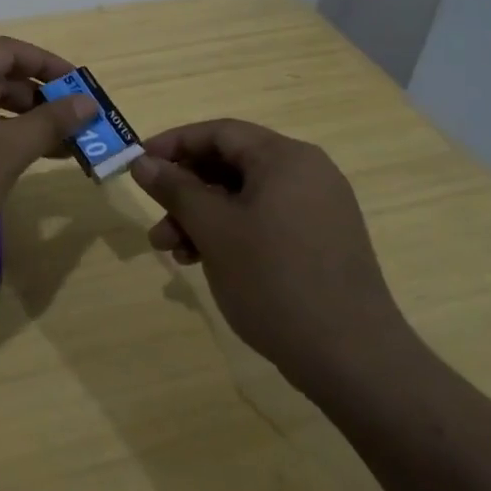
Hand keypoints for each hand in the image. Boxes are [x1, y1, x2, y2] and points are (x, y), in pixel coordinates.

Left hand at [0, 37, 98, 257]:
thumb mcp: (8, 149)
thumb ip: (51, 123)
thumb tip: (87, 103)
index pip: (11, 51)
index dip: (51, 67)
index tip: (81, 89)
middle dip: (38, 101)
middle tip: (74, 125)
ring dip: (18, 124)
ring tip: (55, 149)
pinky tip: (14, 162)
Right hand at [129, 119, 412, 386]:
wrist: (351, 358)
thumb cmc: (274, 280)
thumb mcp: (214, 230)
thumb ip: (175, 189)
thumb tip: (142, 161)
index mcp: (285, 158)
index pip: (219, 132)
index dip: (173, 144)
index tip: (138, 164)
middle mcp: (306, 173)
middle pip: (230, 165)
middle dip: (185, 191)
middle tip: (154, 220)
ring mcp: (317, 209)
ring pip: (244, 197)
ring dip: (202, 218)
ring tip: (173, 253)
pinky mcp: (320, 242)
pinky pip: (264, 221)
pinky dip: (230, 234)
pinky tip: (204, 262)